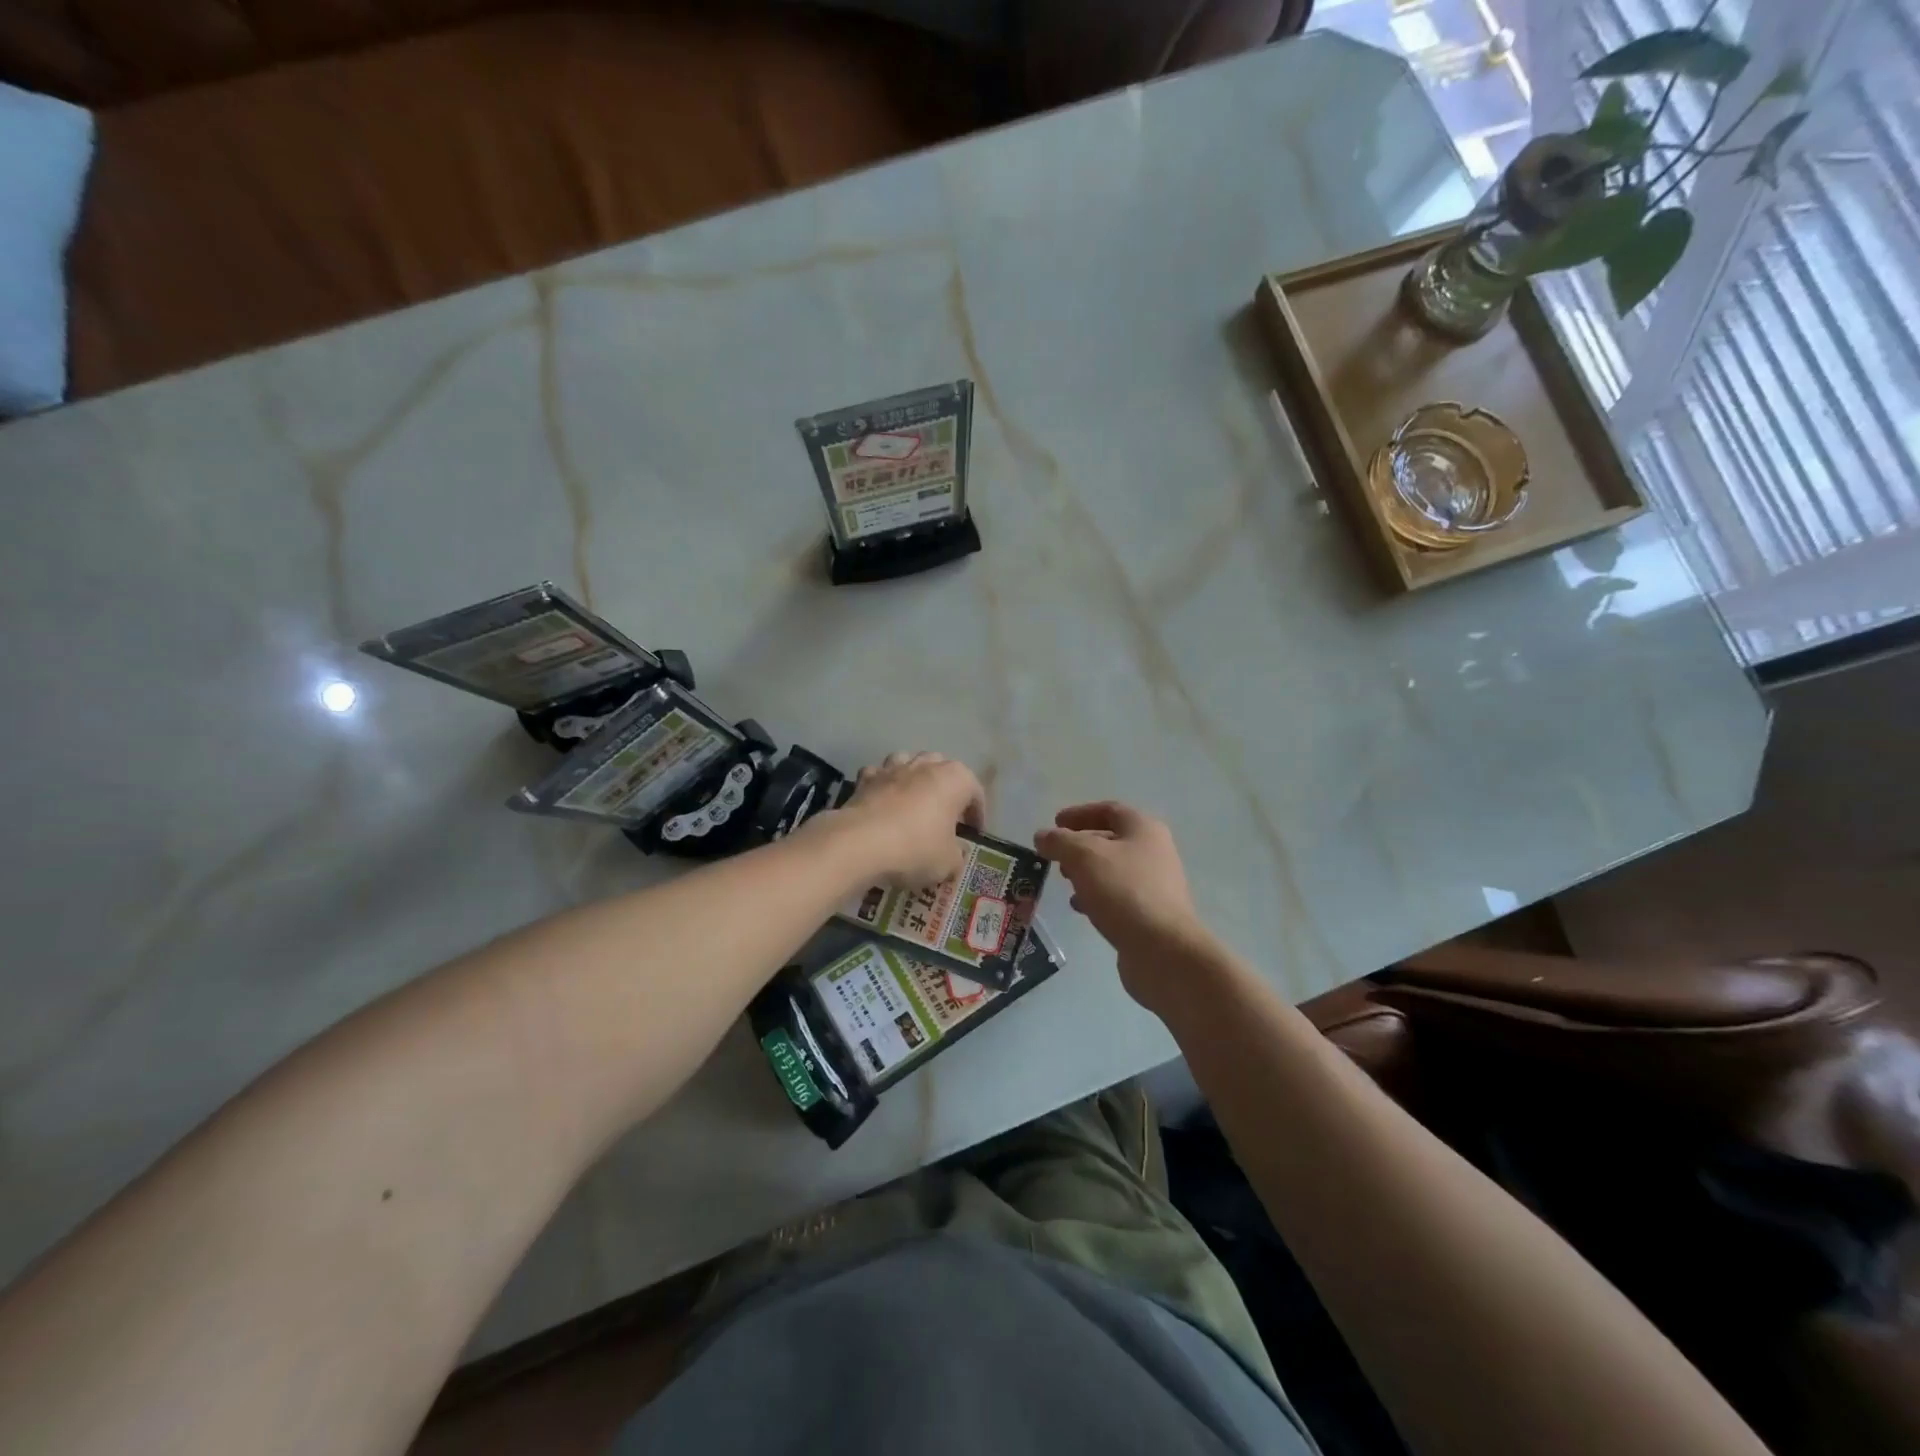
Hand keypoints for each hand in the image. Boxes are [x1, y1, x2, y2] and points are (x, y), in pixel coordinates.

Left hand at [827, 752, 985, 888]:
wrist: (860, 844)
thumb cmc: (915, 848)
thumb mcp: (948, 863)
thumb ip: (957, 856)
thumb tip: (954, 855)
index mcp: (955, 779)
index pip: (975, 792)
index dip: (977, 814)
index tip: (973, 833)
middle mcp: (925, 765)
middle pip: (943, 769)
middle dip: (946, 789)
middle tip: (946, 816)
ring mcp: (893, 768)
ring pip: (909, 763)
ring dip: (914, 779)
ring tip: (914, 802)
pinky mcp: (865, 778)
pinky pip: (879, 776)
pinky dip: (883, 786)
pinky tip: (882, 804)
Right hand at [1035, 802, 1215, 1011]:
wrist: (1163, 950)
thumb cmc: (1123, 891)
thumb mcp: (1083, 857)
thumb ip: (1059, 841)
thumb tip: (1043, 836)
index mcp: (1143, 829)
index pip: (1109, 810)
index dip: (1080, 813)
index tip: (1055, 823)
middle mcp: (1154, 852)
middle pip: (1111, 839)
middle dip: (1080, 845)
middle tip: (1056, 856)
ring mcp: (1155, 884)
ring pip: (1113, 869)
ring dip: (1086, 872)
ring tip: (1064, 882)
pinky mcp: (1150, 913)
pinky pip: (1118, 895)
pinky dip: (1096, 896)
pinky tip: (1080, 908)